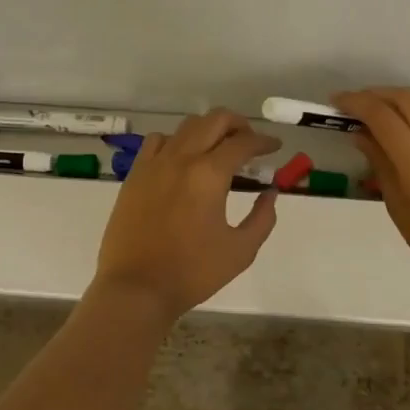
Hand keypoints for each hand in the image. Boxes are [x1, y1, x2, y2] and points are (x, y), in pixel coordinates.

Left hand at [92, 109, 280, 319]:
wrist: (136, 288)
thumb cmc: (192, 272)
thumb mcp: (241, 250)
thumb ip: (262, 218)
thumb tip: (270, 193)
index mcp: (209, 174)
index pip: (243, 143)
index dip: (264, 141)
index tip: (274, 146)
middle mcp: (181, 158)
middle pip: (214, 120)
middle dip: (239, 124)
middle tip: (250, 141)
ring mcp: (154, 164)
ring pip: (186, 127)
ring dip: (208, 130)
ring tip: (218, 148)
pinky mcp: (135, 175)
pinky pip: (157, 142)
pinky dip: (176, 141)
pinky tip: (182, 159)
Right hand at [334, 87, 409, 307]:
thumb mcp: (401, 213)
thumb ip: (381, 167)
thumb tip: (362, 134)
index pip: (383, 117)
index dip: (356, 103)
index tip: (336, 102)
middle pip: (408, 98)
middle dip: (377, 94)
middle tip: (356, 104)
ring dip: (401, 97)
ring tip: (382, 109)